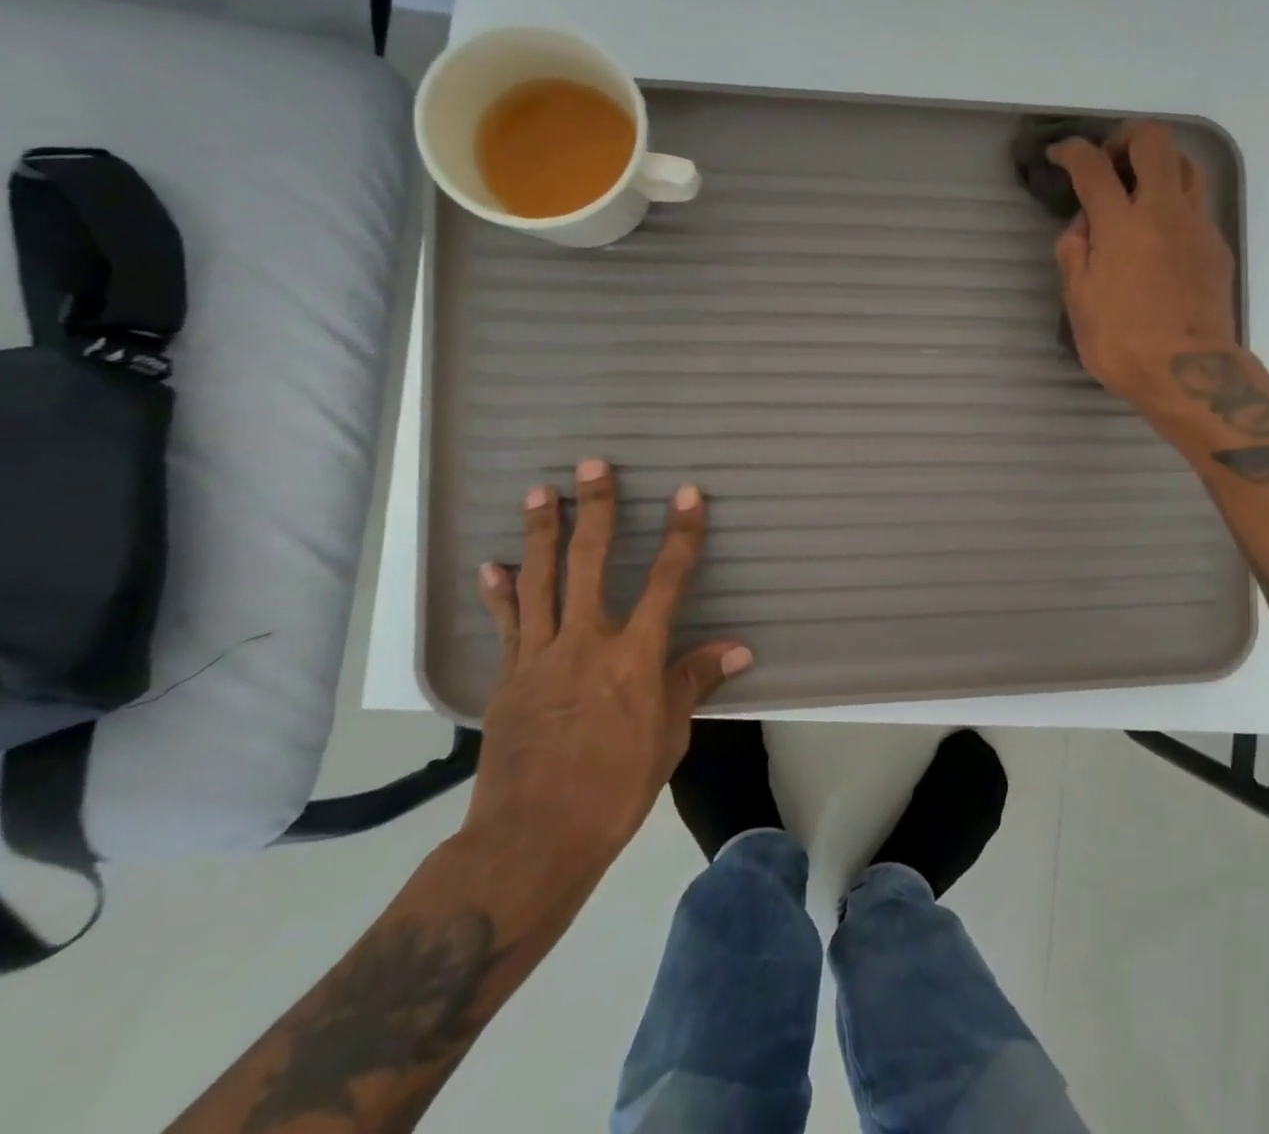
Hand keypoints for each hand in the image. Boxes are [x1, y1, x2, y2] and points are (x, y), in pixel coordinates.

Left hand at [465, 459, 752, 875]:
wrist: (531, 840)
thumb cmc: (616, 787)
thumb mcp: (669, 735)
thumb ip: (695, 681)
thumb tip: (739, 648)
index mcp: (634, 657)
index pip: (667, 581)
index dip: (681, 535)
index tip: (688, 494)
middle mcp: (586, 643)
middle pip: (590, 563)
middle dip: (595, 510)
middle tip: (592, 465)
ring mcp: (540, 657)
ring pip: (540, 581)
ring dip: (541, 533)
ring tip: (539, 492)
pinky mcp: (508, 677)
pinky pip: (506, 624)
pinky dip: (500, 592)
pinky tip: (492, 564)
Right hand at [1049, 120, 1237, 412]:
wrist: (1188, 374)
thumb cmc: (1122, 343)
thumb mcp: (1078, 302)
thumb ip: (1074, 253)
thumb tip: (1084, 225)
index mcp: (1121, 224)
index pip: (1093, 166)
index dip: (1072, 152)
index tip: (1060, 155)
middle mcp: (1164, 211)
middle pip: (1154, 141)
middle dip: (1126, 138)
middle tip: (1109, 164)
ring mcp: (1197, 226)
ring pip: (1187, 164)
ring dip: (1159, 164)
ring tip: (1139, 191)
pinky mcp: (1216, 246)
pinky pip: (1197, 204)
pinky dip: (1175, 203)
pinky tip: (1160, 236)